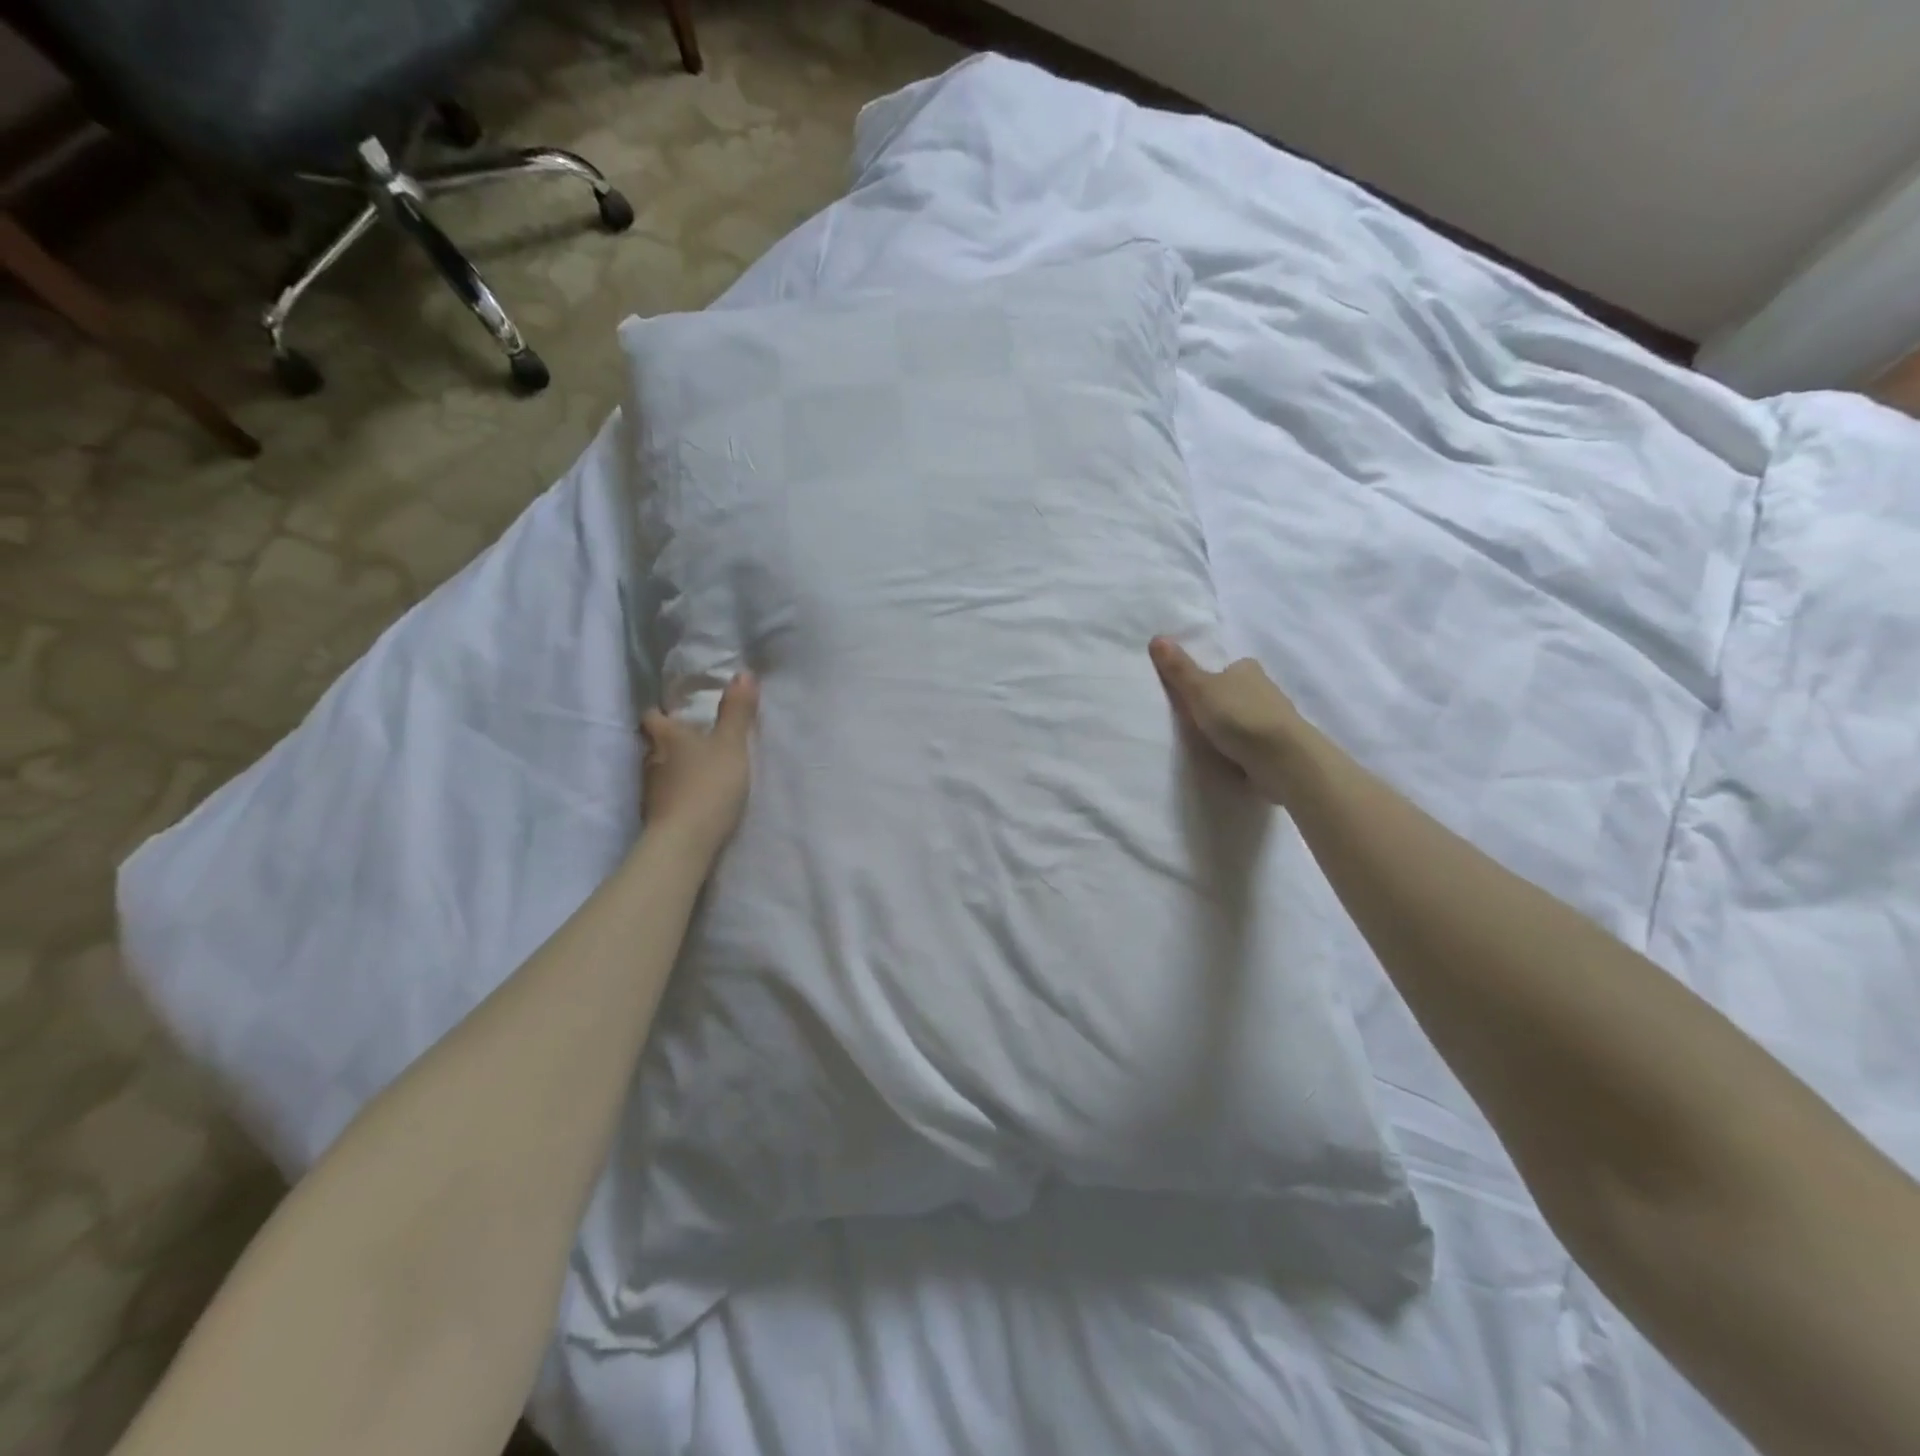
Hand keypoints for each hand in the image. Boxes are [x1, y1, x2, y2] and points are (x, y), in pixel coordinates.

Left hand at [641, 672, 758, 859]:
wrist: (685, 842)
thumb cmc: (708, 785)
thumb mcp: (732, 745)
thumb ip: (737, 712)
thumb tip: (742, 672)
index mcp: (666, 736)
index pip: (651, 716)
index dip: (660, 712)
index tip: (673, 712)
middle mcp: (651, 759)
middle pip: (653, 743)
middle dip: (668, 741)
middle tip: (692, 741)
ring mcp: (649, 790)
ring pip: (657, 770)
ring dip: (672, 768)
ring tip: (695, 771)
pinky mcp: (654, 817)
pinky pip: (663, 796)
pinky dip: (674, 793)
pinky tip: (691, 799)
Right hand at [1150, 638, 1304, 801]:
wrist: (1282, 758)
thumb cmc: (1238, 716)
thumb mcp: (1200, 689)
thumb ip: (1179, 668)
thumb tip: (1156, 637)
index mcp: (1248, 670)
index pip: (1229, 668)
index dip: (1213, 677)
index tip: (1195, 694)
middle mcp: (1266, 689)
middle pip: (1238, 693)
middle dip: (1223, 704)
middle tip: (1196, 720)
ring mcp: (1275, 719)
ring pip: (1248, 718)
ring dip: (1234, 728)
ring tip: (1209, 743)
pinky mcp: (1279, 746)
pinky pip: (1255, 743)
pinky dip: (1244, 748)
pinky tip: (1230, 758)